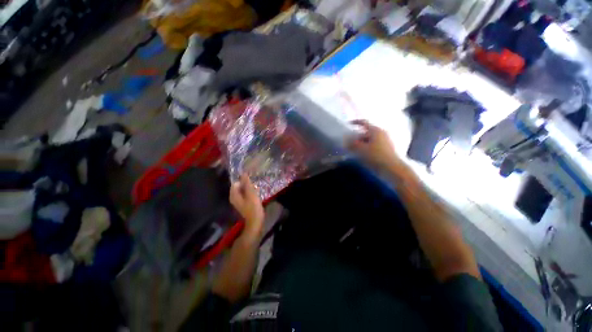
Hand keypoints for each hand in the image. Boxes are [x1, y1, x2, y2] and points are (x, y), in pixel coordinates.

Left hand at [230, 174, 264, 237]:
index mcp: (234, 195)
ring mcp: (238, 201)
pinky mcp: (243, 203)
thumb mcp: (251, 194)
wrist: (255, 222)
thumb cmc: (253, 207)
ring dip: (249, 187)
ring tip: (256, 187)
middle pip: (239, 186)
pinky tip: (255, 192)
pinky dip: (249, 192)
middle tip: (254, 183)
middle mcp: (234, 197)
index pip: (235, 182)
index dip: (243, 179)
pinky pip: (245, 194)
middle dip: (246, 183)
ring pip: (243, 190)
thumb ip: (247, 184)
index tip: (251, 178)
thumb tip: (244, 173)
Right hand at [348, 119, 400, 169]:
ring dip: (361, 144)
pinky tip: (362, 155)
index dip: (355, 122)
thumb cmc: (376, 156)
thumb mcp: (361, 149)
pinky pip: (373, 145)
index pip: (364, 123)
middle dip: (357, 138)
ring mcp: (385, 141)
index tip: (348, 124)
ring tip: (354, 151)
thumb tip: (345, 141)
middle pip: (366, 133)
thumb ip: (352, 144)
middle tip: (349, 144)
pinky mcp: (386, 149)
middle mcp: (381, 133)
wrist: (393, 168)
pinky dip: (367, 148)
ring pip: (369, 140)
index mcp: (376, 130)